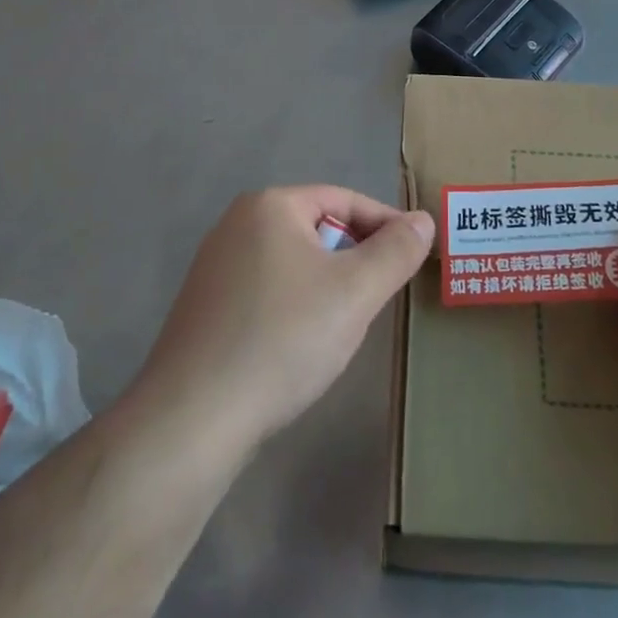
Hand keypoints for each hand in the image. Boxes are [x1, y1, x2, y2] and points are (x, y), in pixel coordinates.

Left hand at [133, 186, 433, 454]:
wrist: (193, 418)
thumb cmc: (283, 339)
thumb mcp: (356, 292)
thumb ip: (396, 251)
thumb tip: (424, 220)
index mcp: (270, 206)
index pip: (344, 200)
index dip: (386, 224)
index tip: (414, 256)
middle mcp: (236, 224)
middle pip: (317, 229)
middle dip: (355, 257)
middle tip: (381, 294)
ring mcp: (214, 267)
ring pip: (293, 262)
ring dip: (327, 284)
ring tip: (345, 323)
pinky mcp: (204, 308)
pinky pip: (267, 290)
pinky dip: (295, 306)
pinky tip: (300, 345)